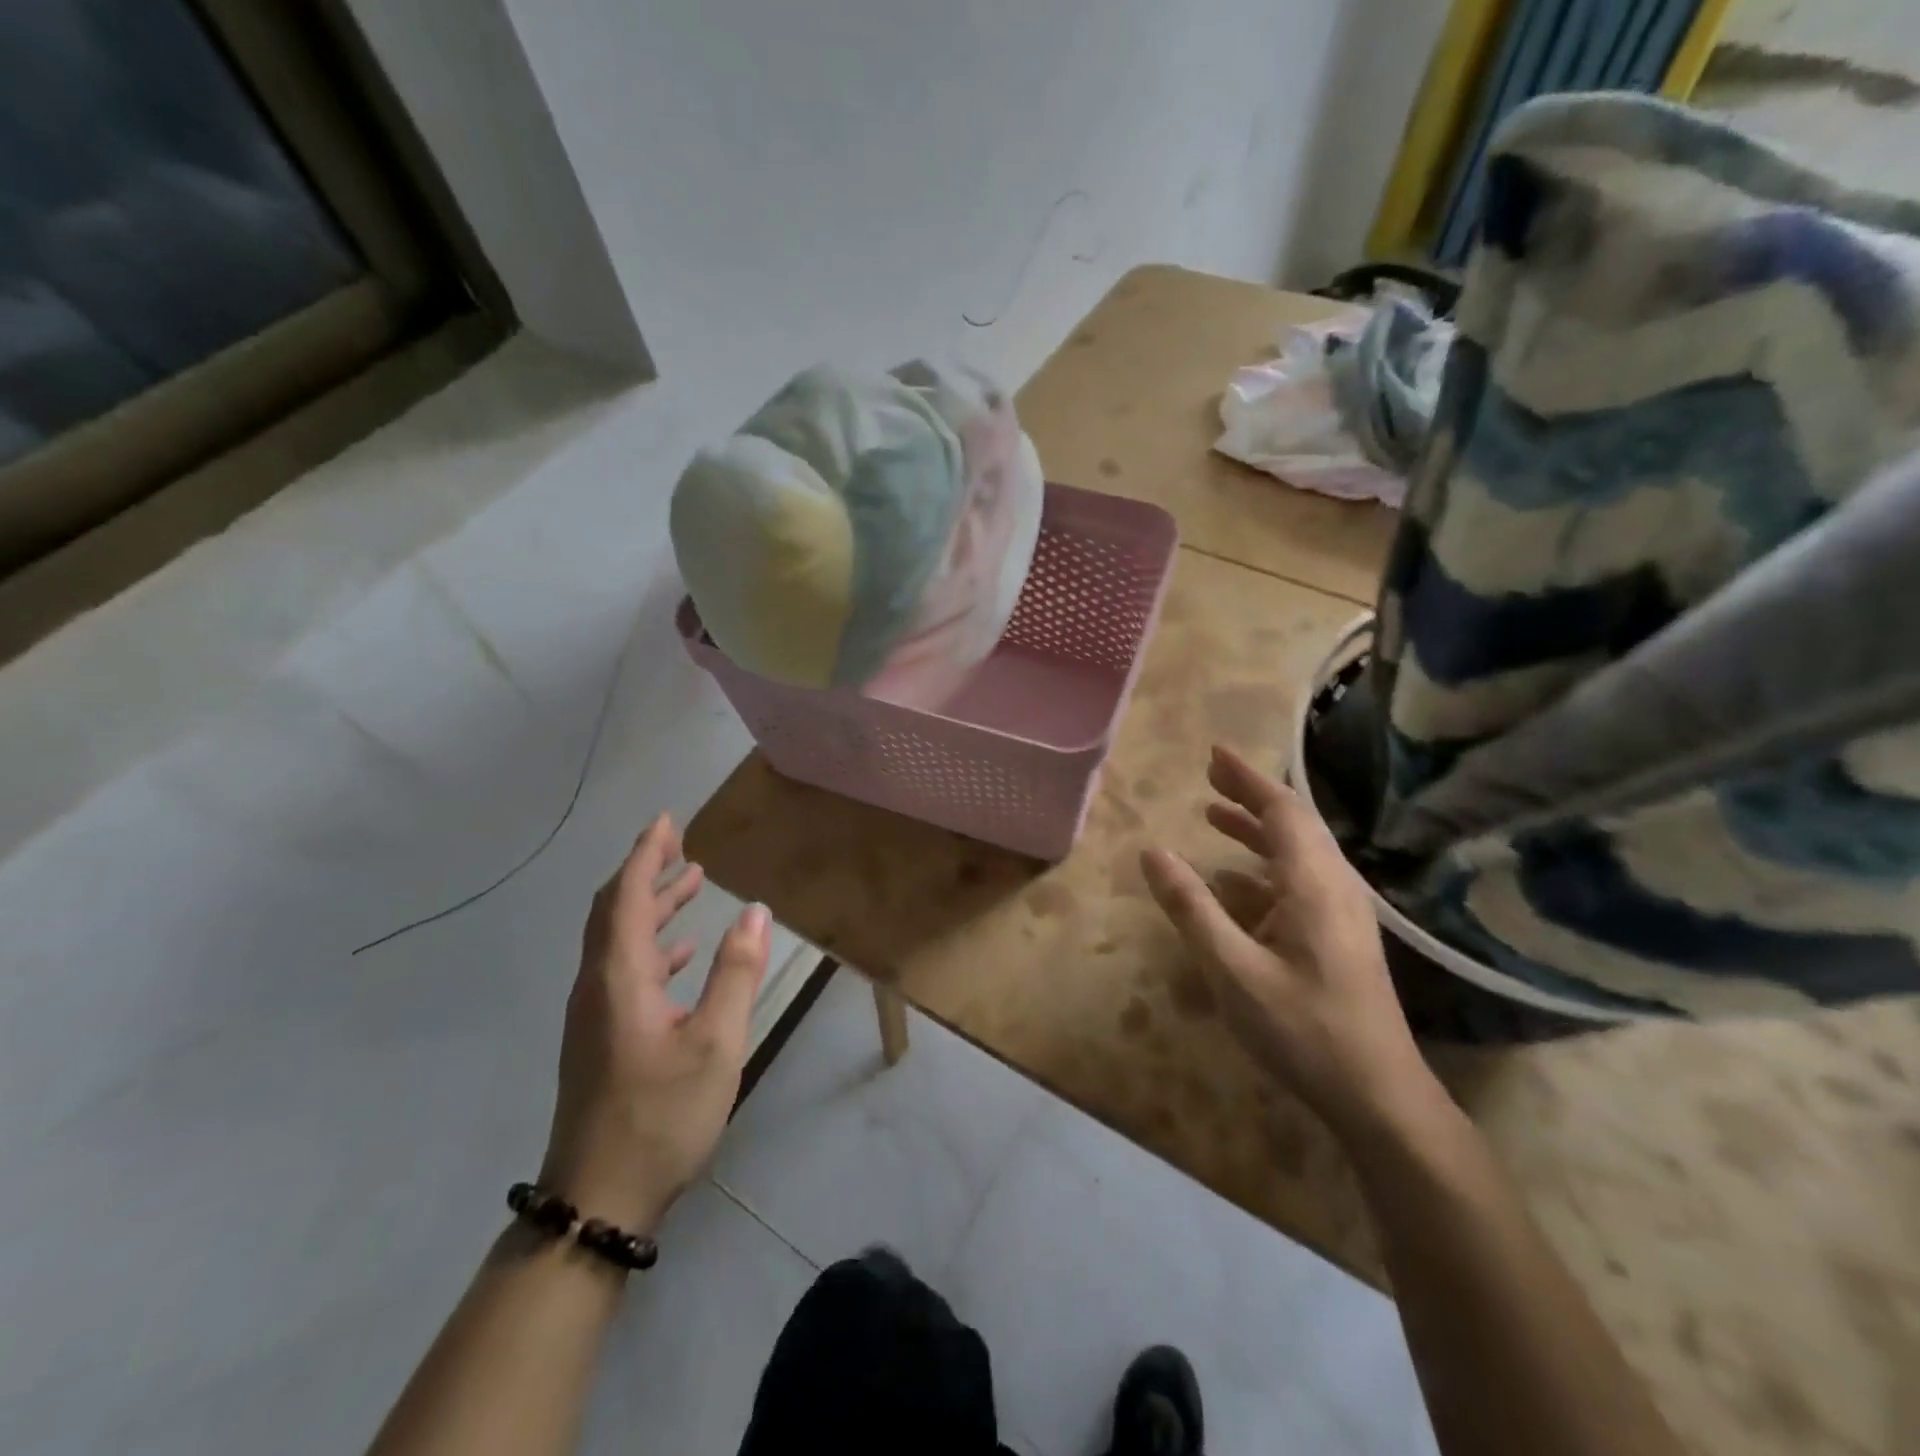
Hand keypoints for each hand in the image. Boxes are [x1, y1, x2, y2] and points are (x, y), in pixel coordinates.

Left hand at [539, 814, 770, 1233]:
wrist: (597, 1202)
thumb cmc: (660, 1116)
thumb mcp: (715, 1043)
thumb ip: (736, 973)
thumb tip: (756, 912)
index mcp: (619, 979)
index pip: (625, 897)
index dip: (645, 854)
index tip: (667, 820)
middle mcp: (597, 987)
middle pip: (613, 912)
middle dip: (644, 872)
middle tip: (680, 843)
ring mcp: (595, 1016)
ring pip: (618, 942)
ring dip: (651, 907)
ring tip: (689, 884)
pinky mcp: (601, 1039)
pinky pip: (623, 971)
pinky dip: (652, 946)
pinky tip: (682, 954)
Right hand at [1139, 746, 1442, 1143]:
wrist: (1379, 1096)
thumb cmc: (1303, 1029)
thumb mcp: (1233, 969)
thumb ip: (1192, 907)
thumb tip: (1152, 852)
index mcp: (1313, 884)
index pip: (1280, 810)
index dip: (1247, 777)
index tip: (1214, 752)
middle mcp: (1334, 886)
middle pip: (1293, 823)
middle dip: (1251, 795)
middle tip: (1210, 775)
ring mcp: (1342, 913)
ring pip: (1298, 852)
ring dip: (1256, 830)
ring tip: (1215, 816)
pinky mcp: (1340, 937)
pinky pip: (1299, 882)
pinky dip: (1264, 867)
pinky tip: (1234, 882)